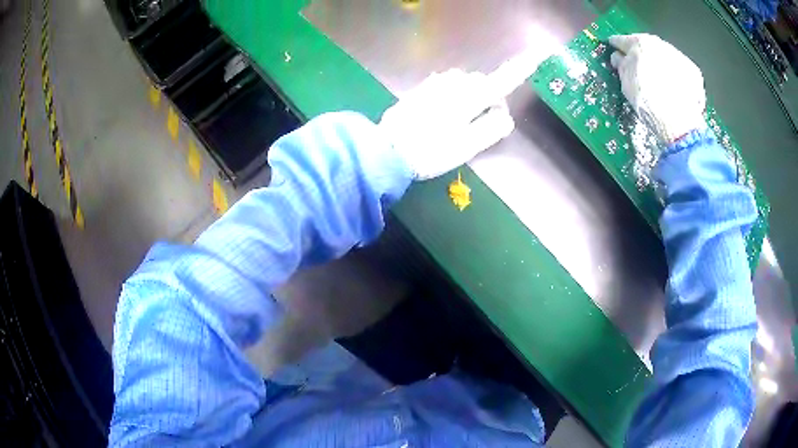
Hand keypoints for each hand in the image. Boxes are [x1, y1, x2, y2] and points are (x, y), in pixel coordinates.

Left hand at [379, 69, 514, 179]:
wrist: (387, 150)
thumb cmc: (430, 151)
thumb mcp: (467, 146)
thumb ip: (491, 128)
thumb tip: (504, 116)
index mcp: (469, 96)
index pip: (502, 80)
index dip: (520, 69)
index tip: (536, 54)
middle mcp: (453, 82)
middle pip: (482, 83)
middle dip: (488, 99)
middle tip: (480, 127)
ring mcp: (435, 83)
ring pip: (463, 84)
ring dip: (469, 98)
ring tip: (458, 124)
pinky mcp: (421, 89)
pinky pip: (446, 88)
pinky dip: (452, 98)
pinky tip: (440, 117)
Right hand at [609, 34, 706, 143]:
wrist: (678, 122)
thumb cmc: (647, 101)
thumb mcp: (625, 83)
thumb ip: (621, 65)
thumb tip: (620, 58)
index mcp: (639, 43)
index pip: (622, 41)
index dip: (617, 47)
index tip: (615, 51)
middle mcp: (660, 43)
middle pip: (646, 46)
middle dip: (641, 54)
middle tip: (637, 66)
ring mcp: (679, 57)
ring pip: (664, 56)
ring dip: (659, 64)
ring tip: (658, 80)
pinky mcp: (694, 72)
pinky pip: (680, 69)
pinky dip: (675, 76)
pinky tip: (674, 89)